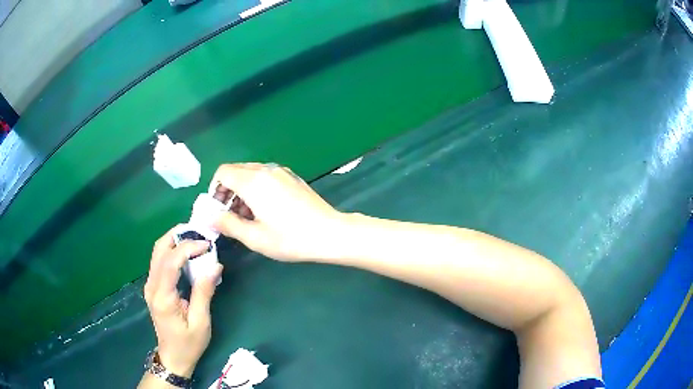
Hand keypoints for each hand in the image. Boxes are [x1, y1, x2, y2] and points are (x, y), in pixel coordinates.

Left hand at [143, 228, 222, 376]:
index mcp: (162, 297)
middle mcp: (151, 286)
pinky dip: (173, 251)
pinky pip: (160, 261)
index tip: (207, 245)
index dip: (187, 247)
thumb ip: (204, 292)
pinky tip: (186, 252)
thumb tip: (215, 265)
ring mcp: (150, 285)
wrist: (173, 357)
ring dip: (174, 241)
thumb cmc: (189, 344)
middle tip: (199, 232)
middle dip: (178, 235)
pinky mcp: (153, 287)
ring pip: (157, 252)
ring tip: (195, 238)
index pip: (170, 261)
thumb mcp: (201, 322)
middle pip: (159, 249)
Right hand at [210, 163, 345, 261]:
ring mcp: (281, 172)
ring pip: (251, 174)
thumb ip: (228, 224)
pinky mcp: (292, 178)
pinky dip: (257, 189)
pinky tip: (265, 211)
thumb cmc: (290, 238)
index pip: (223, 172)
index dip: (215, 189)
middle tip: (230, 216)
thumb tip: (210, 217)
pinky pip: (266, 177)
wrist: (329, 233)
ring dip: (242, 192)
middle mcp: (266, 170)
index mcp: (253, 181)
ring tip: (247, 218)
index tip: (218, 209)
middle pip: (236, 171)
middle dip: (227, 192)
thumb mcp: (254, 237)